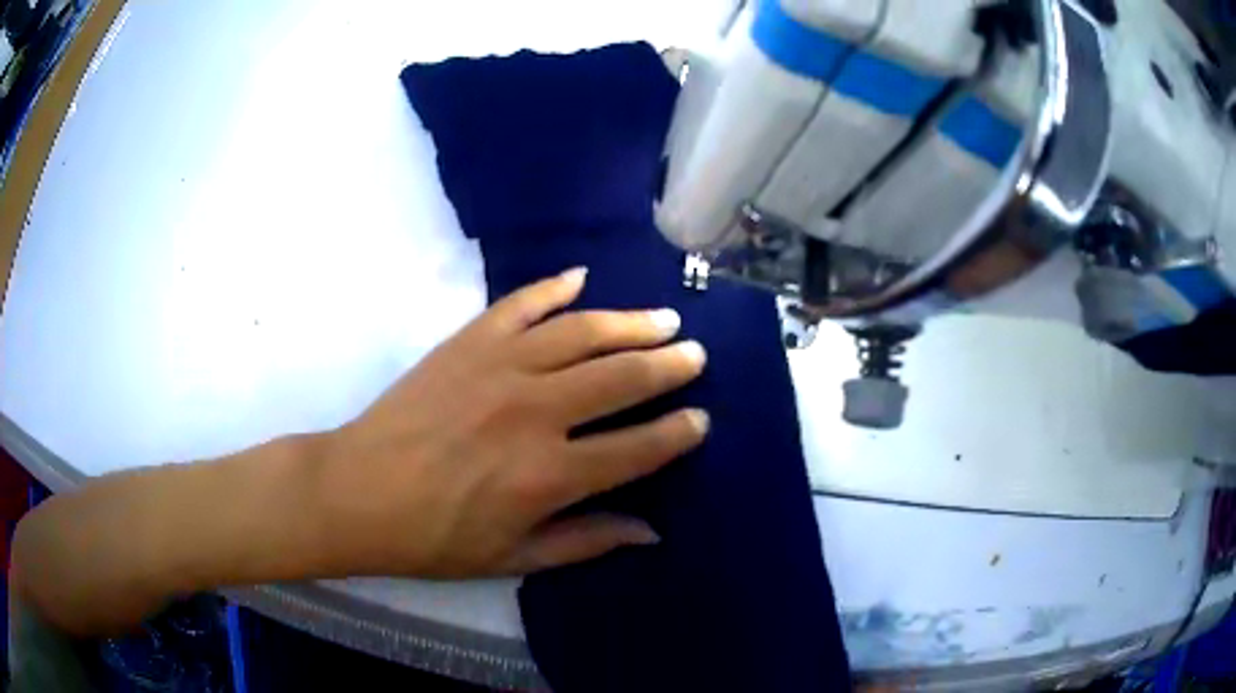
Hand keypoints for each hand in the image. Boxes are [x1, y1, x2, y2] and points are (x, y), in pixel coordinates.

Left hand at [318, 267, 708, 577]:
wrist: (357, 492)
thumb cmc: (433, 537)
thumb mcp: (513, 557)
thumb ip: (585, 542)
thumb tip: (651, 532)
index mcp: (549, 475)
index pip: (637, 447)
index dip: (677, 433)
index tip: (701, 420)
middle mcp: (534, 411)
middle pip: (621, 377)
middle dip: (668, 365)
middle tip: (695, 354)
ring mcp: (499, 366)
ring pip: (582, 332)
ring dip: (629, 323)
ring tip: (662, 318)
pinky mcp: (467, 342)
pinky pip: (520, 305)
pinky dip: (553, 288)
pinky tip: (581, 278)